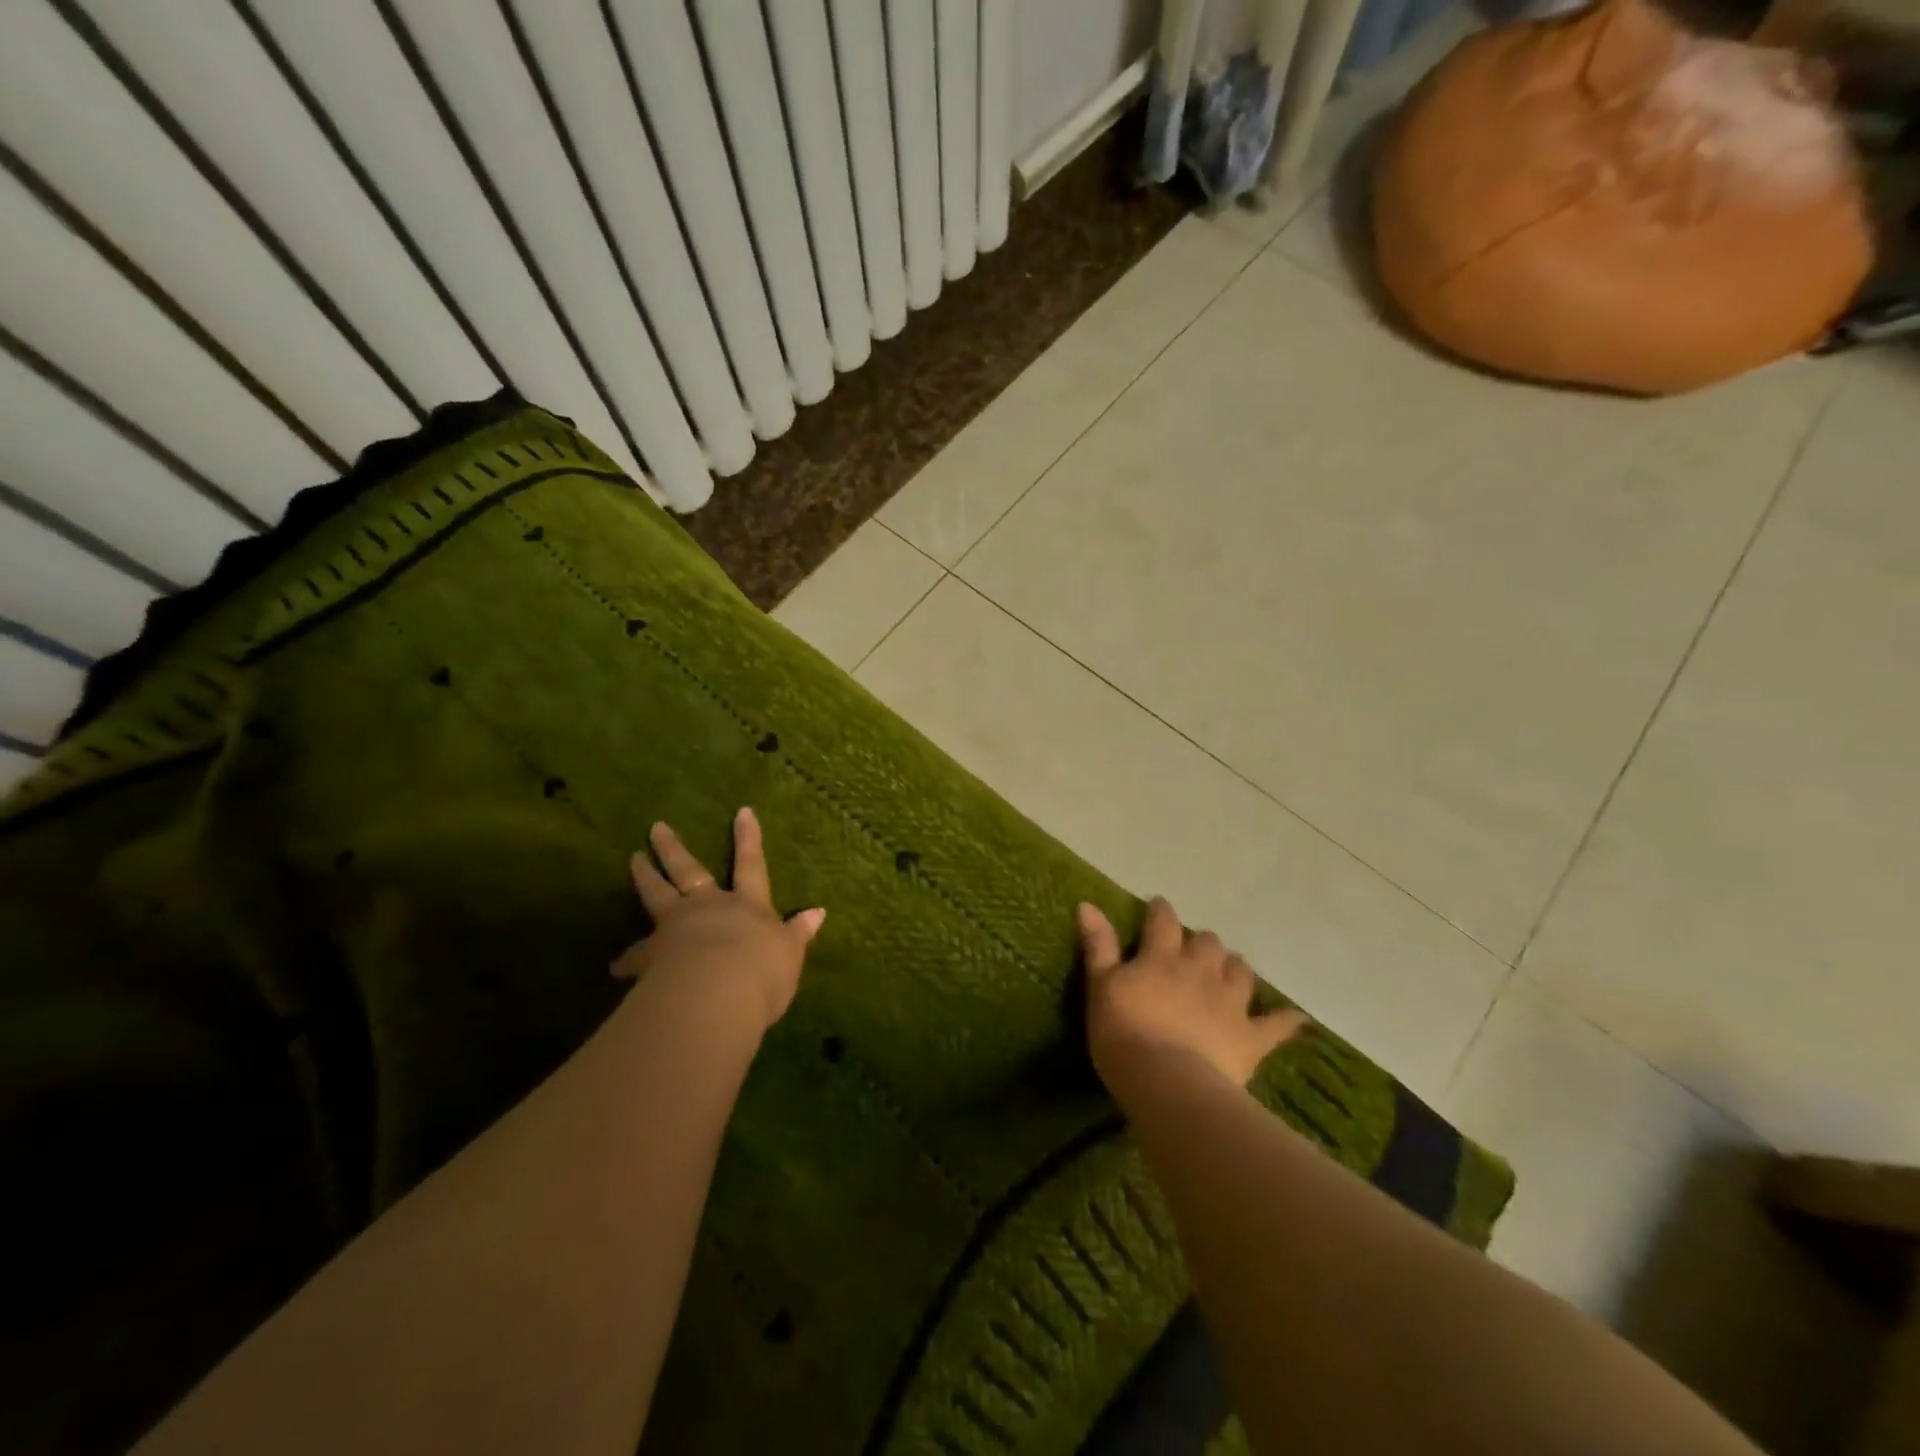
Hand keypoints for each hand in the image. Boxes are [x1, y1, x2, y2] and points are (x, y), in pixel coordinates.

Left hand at [612, 807, 823, 1033]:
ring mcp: (676, 927)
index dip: (748, 839)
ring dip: (645, 876)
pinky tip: (615, 967)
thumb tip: (818, 912)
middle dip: (675, 849)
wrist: (717, 994)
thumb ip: (798, 933)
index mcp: (748, 906)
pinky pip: (636, 954)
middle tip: (655, 828)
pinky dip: (627, 959)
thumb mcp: (790, 953)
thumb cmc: (763, 972)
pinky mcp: (652, 955)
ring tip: (633, 860)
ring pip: (657, 896)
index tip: (742, 811)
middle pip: (690, 871)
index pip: (751, 866)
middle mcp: (709, 907)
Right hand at [1078, 897, 1307, 1094]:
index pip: (1164, 921)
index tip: (1158, 907)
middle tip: (1192, 952)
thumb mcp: (1101, 987)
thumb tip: (1088, 903)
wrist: (1167, 1083)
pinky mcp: (1251, 1036)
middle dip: (1202, 942)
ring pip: (1241, 971)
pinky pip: (1276, 1025)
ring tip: (1229, 973)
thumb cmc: (1124, 1033)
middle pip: (1208, 943)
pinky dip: (1285, 1020)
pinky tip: (1295, 1018)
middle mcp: (1200, 970)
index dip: (1161, 911)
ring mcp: (1230, 1002)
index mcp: (1162, 957)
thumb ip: (1099, 945)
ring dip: (1235, 968)